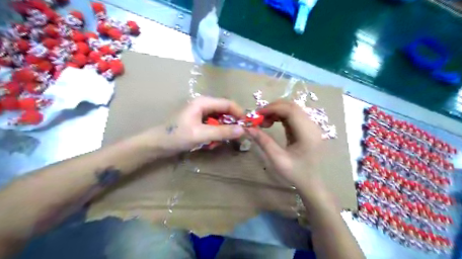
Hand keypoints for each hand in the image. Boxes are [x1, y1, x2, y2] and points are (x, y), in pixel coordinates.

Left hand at [138, 96, 244, 157]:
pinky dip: (216, 134)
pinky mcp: (200, 121)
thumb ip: (222, 132)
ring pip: (221, 120)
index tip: (248, 126)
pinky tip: (210, 143)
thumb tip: (243, 130)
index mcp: (204, 102)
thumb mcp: (201, 134)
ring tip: (217, 143)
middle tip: (235, 137)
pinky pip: (214, 125)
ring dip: (222, 131)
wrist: (157, 145)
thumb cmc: (177, 136)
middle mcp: (204, 105)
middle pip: (225, 111)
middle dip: (231, 124)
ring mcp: (202, 113)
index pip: (228, 104)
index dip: (239, 114)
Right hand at [247, 100, 325, 192]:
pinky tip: (272, 123)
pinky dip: (280, 116)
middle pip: (292, 107)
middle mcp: (312, 126)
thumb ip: (263, 142)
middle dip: (273, 108)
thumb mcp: (277, 159)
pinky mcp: (307, 128)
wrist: (311, 182)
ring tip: (264, 121)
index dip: (272, 108)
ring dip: (276, 111)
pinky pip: (293, 116)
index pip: (291, 111)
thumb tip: (248, 128)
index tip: (257, 114)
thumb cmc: (296, 173)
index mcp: (308, 134)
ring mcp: (311, 126)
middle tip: (258, 118)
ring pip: (292, 109)